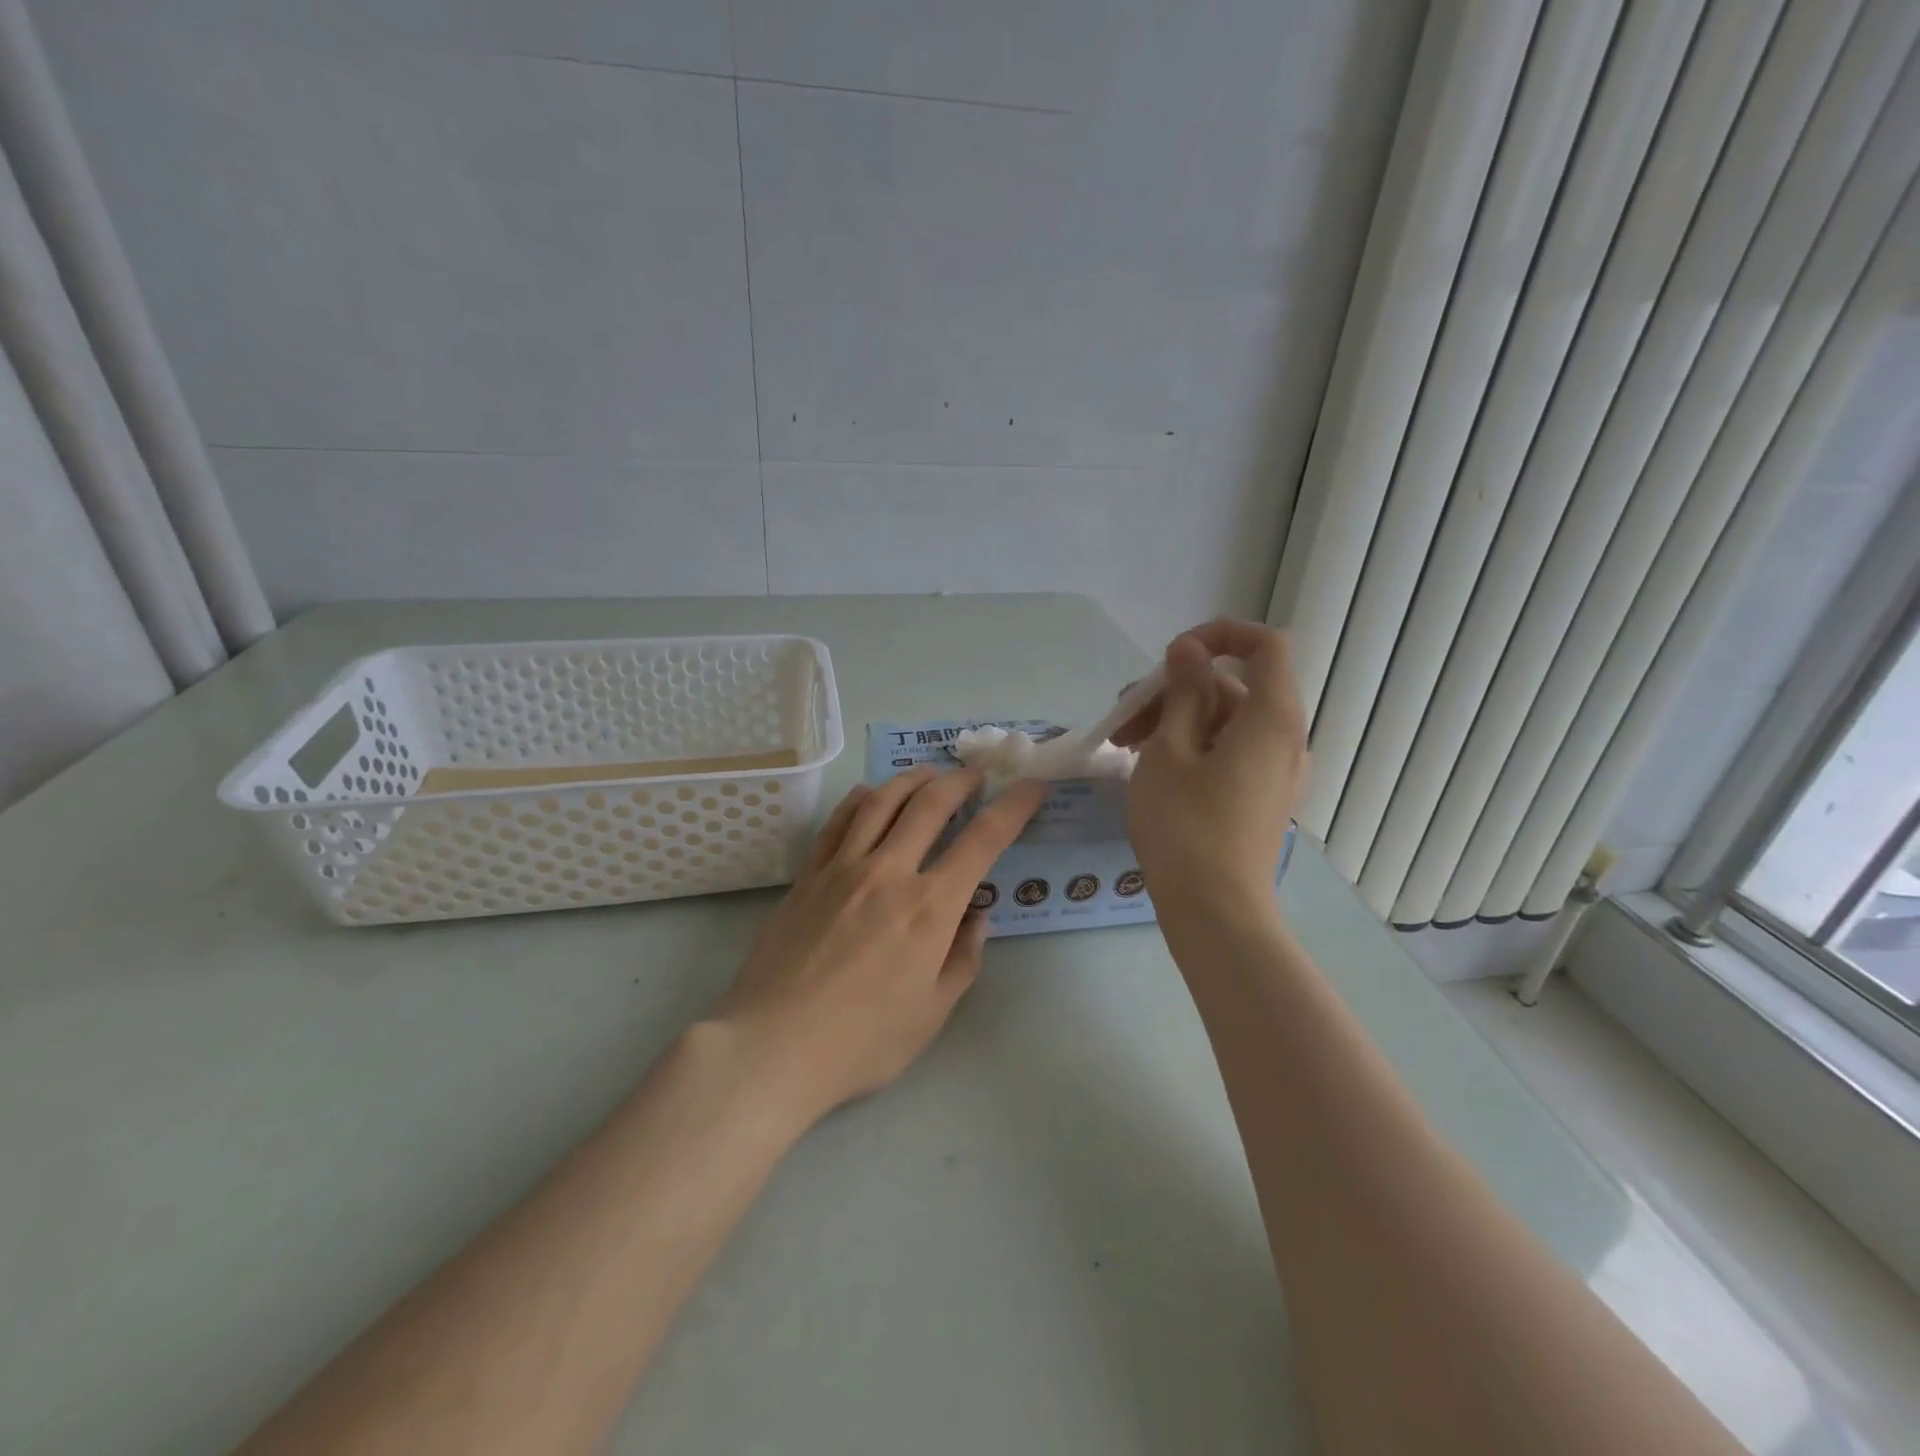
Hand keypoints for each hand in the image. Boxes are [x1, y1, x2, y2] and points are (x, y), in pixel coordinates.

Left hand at [712, 767, 1045, 1119]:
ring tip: (930, 773)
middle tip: (976, 775)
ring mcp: (843, 868)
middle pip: (931, 804)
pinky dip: (861, 799)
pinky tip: (871, 794)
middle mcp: (889, 872)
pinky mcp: (808, 875)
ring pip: (883, 801)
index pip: (983, 840)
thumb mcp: (932, 1013)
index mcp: (929, 908)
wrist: (773, 1045)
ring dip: (913, 779)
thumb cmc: (862, 1041)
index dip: (1014, 807)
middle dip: (961, 781)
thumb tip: (976, 917)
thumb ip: (963, 959)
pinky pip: (838, 821)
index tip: (1032, 787)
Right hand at [1114, 620, 1307, 912]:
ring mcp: (1276, 771)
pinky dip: (1193, 746)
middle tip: (1123, 716)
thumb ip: (1183, 692)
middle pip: (1235, 686)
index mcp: (1272, 717)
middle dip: (1176, 690)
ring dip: (1176, 720)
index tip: (1172, 657)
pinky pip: (1230, 751)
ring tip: (1124, 744)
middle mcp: (1285, 738)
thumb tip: (1189, 650)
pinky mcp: (1261, 796)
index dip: (1220, 635)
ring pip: (1226, 722)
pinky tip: (1151, 766)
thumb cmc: (1185, 824)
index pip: (1265, 645)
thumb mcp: (1170, 749)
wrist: (1214, 910)